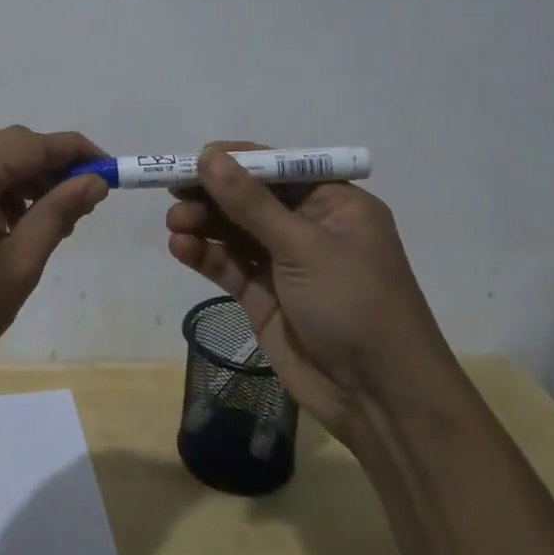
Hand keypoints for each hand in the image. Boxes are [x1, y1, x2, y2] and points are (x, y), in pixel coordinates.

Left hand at [0, 127, 109, 388]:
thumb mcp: (18, 264)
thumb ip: (58, 213)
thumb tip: (94, 181)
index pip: (35, 144)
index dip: (79, 153)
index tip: (113, 171)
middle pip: (11, 147)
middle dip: (52, 170)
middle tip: (85, 205)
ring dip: (26, 183)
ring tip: (55, 222)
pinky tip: (15, 225)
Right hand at [166, 142, 455, 443]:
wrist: (380, 399)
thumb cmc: (354, 304)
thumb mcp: (304, 247)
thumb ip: (251, 202)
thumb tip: (209, 155)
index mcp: (334, 204)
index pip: (278, 168)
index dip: (236, 161)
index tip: (194, 159)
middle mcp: (309, 228)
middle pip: (251, 199)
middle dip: (213, 194)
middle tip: (173, 191)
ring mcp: (285, 264)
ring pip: (235, 232)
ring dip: (204, 223)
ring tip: (175, 222)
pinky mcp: (264, 297)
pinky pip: (230, 266)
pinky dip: (205, 255)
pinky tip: (180, 247)